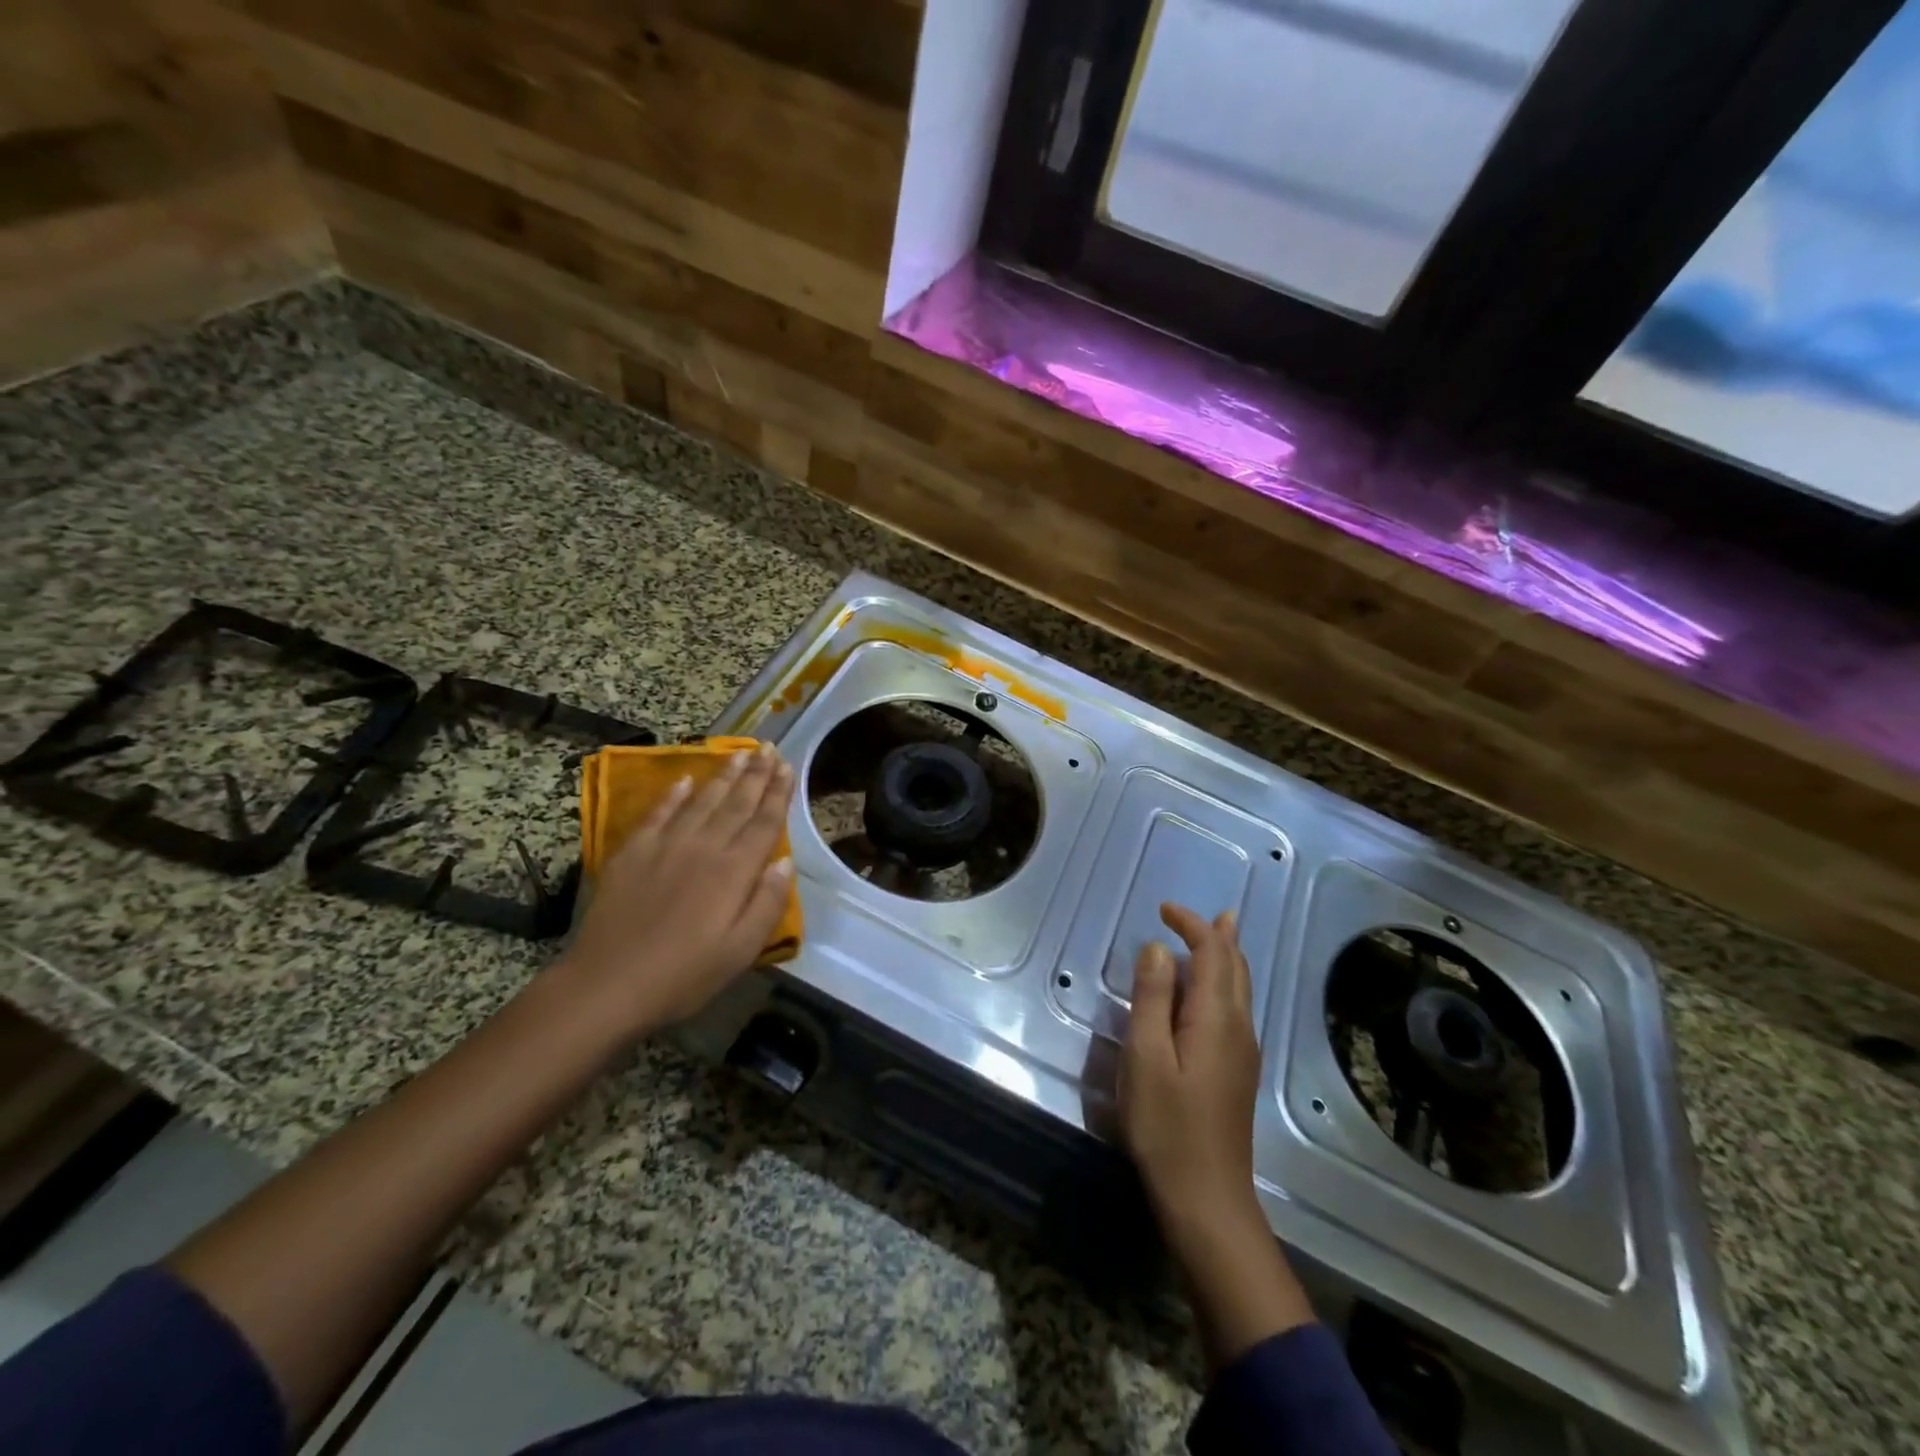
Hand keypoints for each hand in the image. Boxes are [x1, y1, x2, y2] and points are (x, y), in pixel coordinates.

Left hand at [563, 744, 794, 1039]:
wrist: (607, 984)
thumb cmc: (683, 976)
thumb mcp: (740, 951)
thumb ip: (767, 904)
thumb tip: (785, 862)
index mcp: (734, 872)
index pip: (763, 823)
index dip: (778, 794)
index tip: (788, 767)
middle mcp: (703, 848)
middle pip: (735, 804)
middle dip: (755, 775)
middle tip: (769, 748)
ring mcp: (665, 846)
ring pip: (701, 801)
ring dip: (723, 776)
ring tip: (740, 753)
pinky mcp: (632, 853)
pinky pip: (658, 814)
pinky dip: (673, 795)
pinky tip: (685, 780)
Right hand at [1120, 903, 1261, 1240]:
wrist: (1207, 1200)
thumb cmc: (1168, 1126)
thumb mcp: (1146, 1057)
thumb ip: (1152, 998)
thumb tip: (1157, 949)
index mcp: (1216, 1018)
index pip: (1213, 953)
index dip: (1192, 925)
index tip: (1163, 909)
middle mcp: (1239, 1028)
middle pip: (1235, 967)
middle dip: (1216, 935)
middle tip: (1191, 916)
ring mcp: (1243, 1053)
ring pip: (1238, 989)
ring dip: (1221, 957)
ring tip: (1207, 938)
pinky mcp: (1237, 1073)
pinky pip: (1233, 1009)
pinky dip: (1220, 983)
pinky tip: (1203, 995)